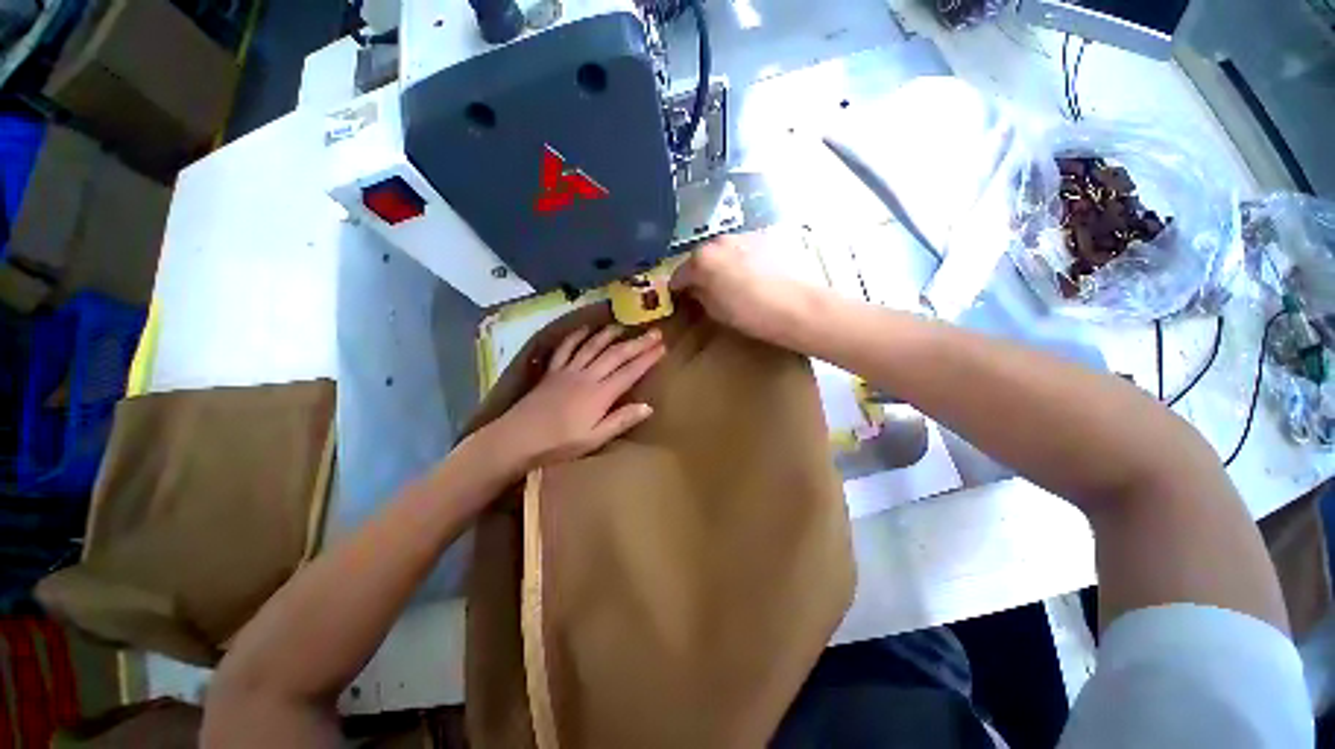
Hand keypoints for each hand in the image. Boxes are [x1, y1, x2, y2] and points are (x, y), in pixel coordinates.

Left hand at [489, 324, 665, 471]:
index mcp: (600, 394)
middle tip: (654, 332)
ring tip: (624, 326)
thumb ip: (621, 421)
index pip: (630, 372)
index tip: (662, 348)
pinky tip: (585, 329)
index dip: (647, 359)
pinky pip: (566, 348)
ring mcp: (568, 370)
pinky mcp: (552, 371)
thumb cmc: (559, 443)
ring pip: (593, 346)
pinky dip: (577, 336)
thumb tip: (648, 407)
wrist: (518, 438)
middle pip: (616, 354)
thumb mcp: (594, 438)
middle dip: (637, 343)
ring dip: (610, 334)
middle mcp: (587, 376)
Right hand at [670, 233, 816, 344]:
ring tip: (732, 283)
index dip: (677, 289)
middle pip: (701, 258)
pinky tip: (753, 276)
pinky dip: (742, 259)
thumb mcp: (716, 311)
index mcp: (701, 260)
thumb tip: (695, 288)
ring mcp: (743, 235)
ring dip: (722, 264)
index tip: (680, 298)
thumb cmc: (750, 314)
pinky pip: (744, 249)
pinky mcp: (765, 237)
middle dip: (700, 273)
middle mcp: (719, 241)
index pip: (679, 274)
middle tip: (706, 290)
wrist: (796, 306)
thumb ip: (700, 295)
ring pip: (723, 251)